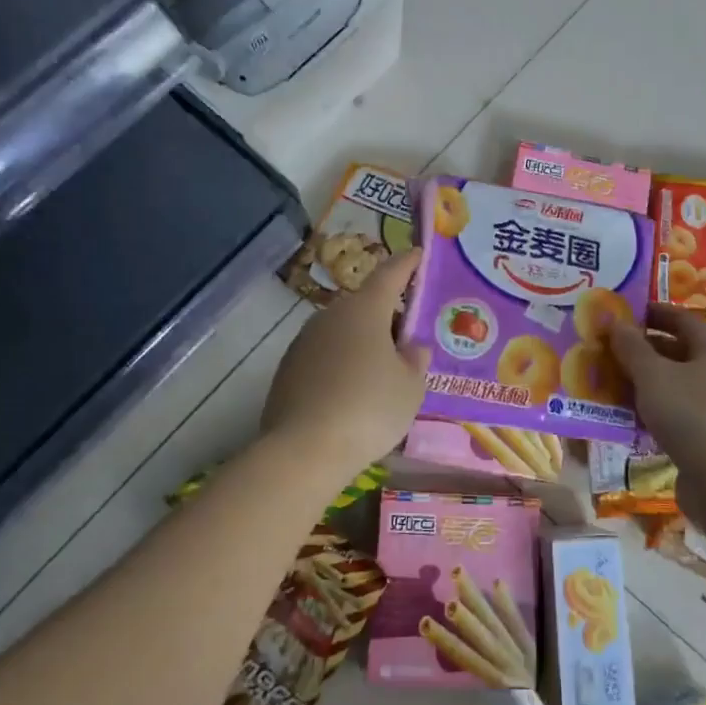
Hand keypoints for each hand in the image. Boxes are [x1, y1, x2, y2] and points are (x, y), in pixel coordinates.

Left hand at [262, 249, 429, 480]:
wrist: (303, 450)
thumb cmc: (369, 408)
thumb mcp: (410, 387)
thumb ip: (415, 360)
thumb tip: (411, 348)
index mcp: (365, 309)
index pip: (390, 273)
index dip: (407, 263)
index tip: (418, 254)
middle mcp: (331, 315)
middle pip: (365, 304)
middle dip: (387, 314)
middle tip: (408, 335)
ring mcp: (304, 341)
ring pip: (342, 331)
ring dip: (362, 341)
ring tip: (382, 370)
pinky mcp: (287, 369)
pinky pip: (324, 356)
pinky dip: (341, 364)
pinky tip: (352, 393)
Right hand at [608, 305, 705, 520]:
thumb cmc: (691, 414)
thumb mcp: (653, 375)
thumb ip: (631, 347)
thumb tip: (616, 322)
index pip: (680, 319)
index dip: (651, 313)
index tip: (620, 314)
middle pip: (674, 352)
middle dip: (639, 350)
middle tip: (604, 351)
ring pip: (670, 386)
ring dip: (640, 383)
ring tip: (605, 383)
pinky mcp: (703, 438)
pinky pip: (670, 415)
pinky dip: (647, 412)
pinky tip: (622, 418)